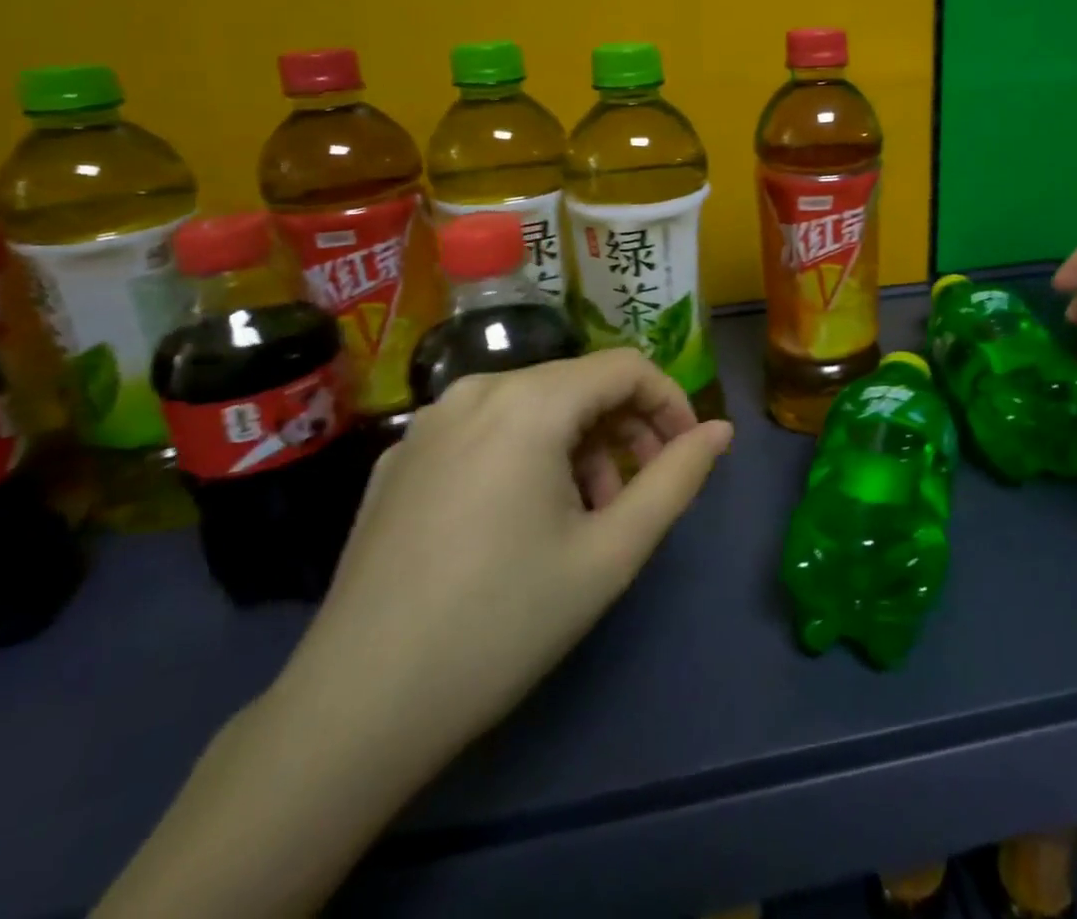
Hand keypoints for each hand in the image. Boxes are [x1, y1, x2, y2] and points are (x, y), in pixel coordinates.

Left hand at [279, 348, 732, 763]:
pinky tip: (521, 522)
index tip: (688, 455)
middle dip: (625, 430)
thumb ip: (677, 478)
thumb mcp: (611, 552)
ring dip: (579, 447)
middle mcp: (475, 390)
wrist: (356, 709)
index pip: (626, 367)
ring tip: (585, 517)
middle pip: (578, 384)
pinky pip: (486, 430)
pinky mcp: (400, 459)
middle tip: (639, 495)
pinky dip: (526, 455)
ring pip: (533, 406)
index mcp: (528, 401)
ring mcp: (428, 422)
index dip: (670, 403)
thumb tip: (721, 430)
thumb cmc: (503, 622)